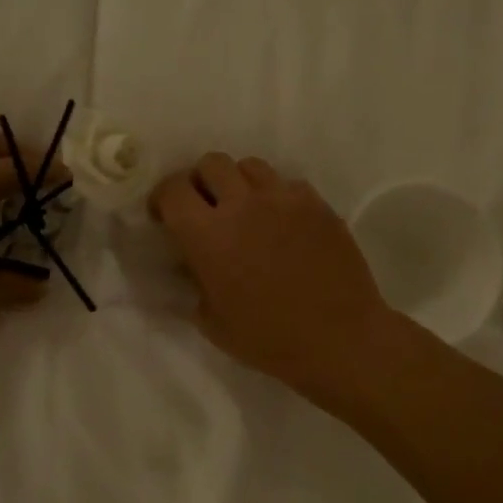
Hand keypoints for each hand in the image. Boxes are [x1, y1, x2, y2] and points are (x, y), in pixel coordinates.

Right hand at [150, 154, 399, 405]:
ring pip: (250, 166)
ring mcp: (284, 199)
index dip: (163, 198)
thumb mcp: (211, 321)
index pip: (173, 189)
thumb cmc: (267, 339)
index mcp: (208, 235)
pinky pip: (286, 184)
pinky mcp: (316, 204)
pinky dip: (275, 197)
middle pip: (211, 163)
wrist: (338, 339)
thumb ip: (194, 281)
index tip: (165, 216)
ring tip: (245, 210)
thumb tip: (191, 263)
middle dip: (201, 182)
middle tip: (205, 208)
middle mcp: (243, 205)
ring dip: (239, 183)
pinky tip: (281, 224)